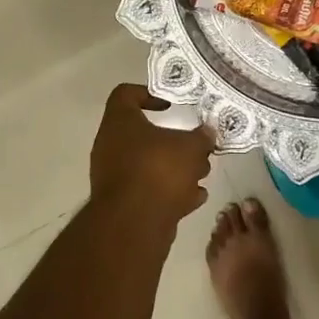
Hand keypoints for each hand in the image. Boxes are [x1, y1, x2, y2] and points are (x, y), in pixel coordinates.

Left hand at [90, 84, 216, 224]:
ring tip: (202, 173)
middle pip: (143, 133)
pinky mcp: (122, 203)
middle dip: (173, 140)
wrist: (133, 225)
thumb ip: (201, 137)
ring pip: (148, 163)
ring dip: (175, 167)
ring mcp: (114, 175)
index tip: (170, 104)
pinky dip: (169, 191)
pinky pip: (148, 189)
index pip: (125, 94)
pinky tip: (195, 197)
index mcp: (119, 122)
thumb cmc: (158, 170)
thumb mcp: (190, 147)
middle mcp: (111, 145)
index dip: (148, 94)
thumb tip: (208, 132)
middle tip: (195, 145)